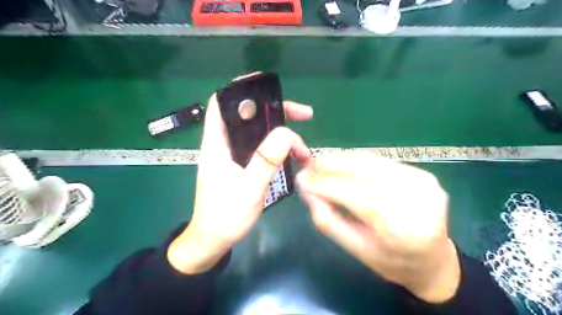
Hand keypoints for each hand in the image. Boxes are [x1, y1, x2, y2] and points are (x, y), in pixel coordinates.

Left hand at [166, 76, 314, 272]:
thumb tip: (285, 133)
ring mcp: (234, 155)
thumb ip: (265, 161)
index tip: (270, 90)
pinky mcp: (242, 165)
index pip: (223, 103)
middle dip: (277, 112)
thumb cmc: (225, 216)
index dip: (242, 89)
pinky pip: (262, 148)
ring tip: (304, 148)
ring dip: (282, 134)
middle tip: (304, 117)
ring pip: (259, 133)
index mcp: (218, 143)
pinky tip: (293, 156)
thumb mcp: (248, 189)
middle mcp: (225, 144)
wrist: (213, 240)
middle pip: (250, 116)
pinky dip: (278, 148)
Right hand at [296, 152, 457, 302]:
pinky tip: (338, 163)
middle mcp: (419, 198)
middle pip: (366, 171)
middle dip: (330, 165)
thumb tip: (307, 192)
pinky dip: (355, 160)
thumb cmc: (392, 262)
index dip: (327, 184)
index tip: (301, 179)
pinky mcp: (421, 172)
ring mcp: (423, 181)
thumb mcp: (356, 250)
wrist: (433, 260)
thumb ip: (329, 221)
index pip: (360, 196)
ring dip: (340, 159)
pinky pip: (379, 161)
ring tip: (318, 164)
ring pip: (371, 161)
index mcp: (405, 228)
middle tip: (307, 166)